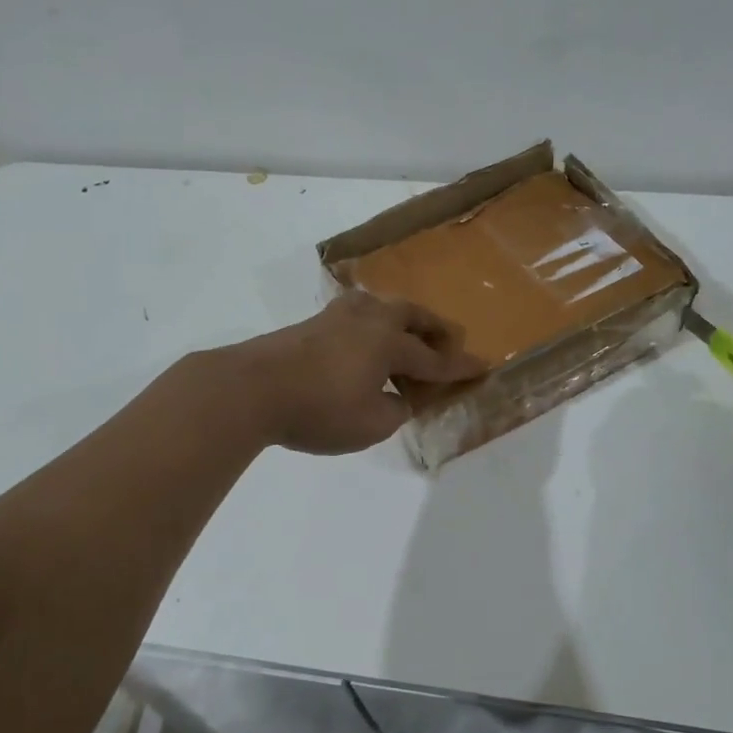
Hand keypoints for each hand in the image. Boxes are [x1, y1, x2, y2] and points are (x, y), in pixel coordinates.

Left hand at [224, 291, 483, 454]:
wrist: (250, 389)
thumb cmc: (317, 410)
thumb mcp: (369, 425)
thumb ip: (394, 411)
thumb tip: (397, 397)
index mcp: (388, 342)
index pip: (433, 357)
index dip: (458, 366)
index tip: (481, 367)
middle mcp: (367, 320)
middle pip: (411, 316)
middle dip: (435, 329)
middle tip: (450, 342)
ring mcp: (336, 318)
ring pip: (381, 308)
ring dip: (403, 321)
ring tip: (407, 337)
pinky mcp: (311, 324)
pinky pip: (357, 316)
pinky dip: (374, 327)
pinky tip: (365, 342)